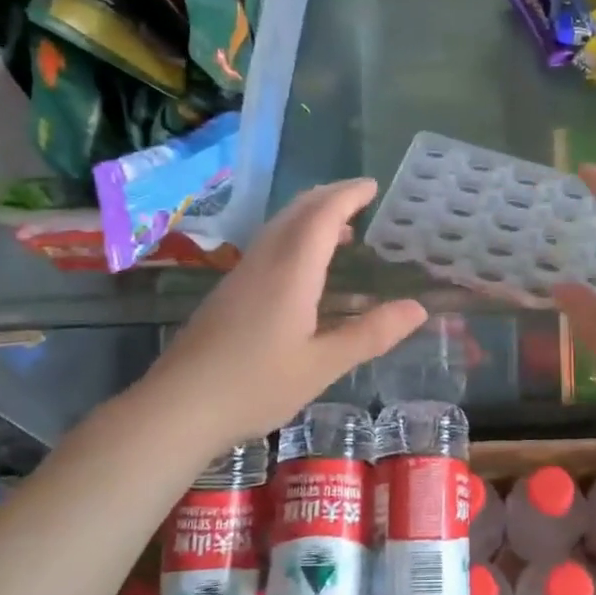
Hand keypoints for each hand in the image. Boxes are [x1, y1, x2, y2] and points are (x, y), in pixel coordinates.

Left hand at [132, 180, 426, 448]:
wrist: (177, 408)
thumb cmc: (255, 386)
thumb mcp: (322, 365)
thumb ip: (370, 334)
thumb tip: (417, 309)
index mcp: (291, 272)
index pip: (322, 215)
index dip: (348, 195)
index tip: (373, 185)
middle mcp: (264, 262)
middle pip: (297, 212)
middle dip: (329, 197)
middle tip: (360, 198)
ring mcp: (241, 276)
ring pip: (279, 227)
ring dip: (310, 217)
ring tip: (342, 230)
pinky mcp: (229, 293)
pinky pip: (268, 246)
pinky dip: (295, 238)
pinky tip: (305, 269)